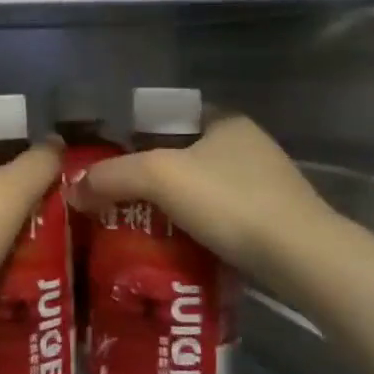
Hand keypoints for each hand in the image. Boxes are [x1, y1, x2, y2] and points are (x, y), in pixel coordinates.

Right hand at [65, 112, 336, 276]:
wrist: (300, 257)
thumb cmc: (229, 200)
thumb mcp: (159, 177)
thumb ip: (111, 176)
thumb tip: (72, 190)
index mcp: (225, 121)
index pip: (169, 117)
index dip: (136, 135)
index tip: (111, 163)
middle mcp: (248, 145)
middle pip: (182, 155)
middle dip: (150, 176)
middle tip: (116, 199)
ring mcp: (265, 183)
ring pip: (201, 188)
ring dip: (171, 206)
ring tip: (137, 227)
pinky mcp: (272, 220)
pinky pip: (219, 217)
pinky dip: (195, 228)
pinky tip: (174, 247)